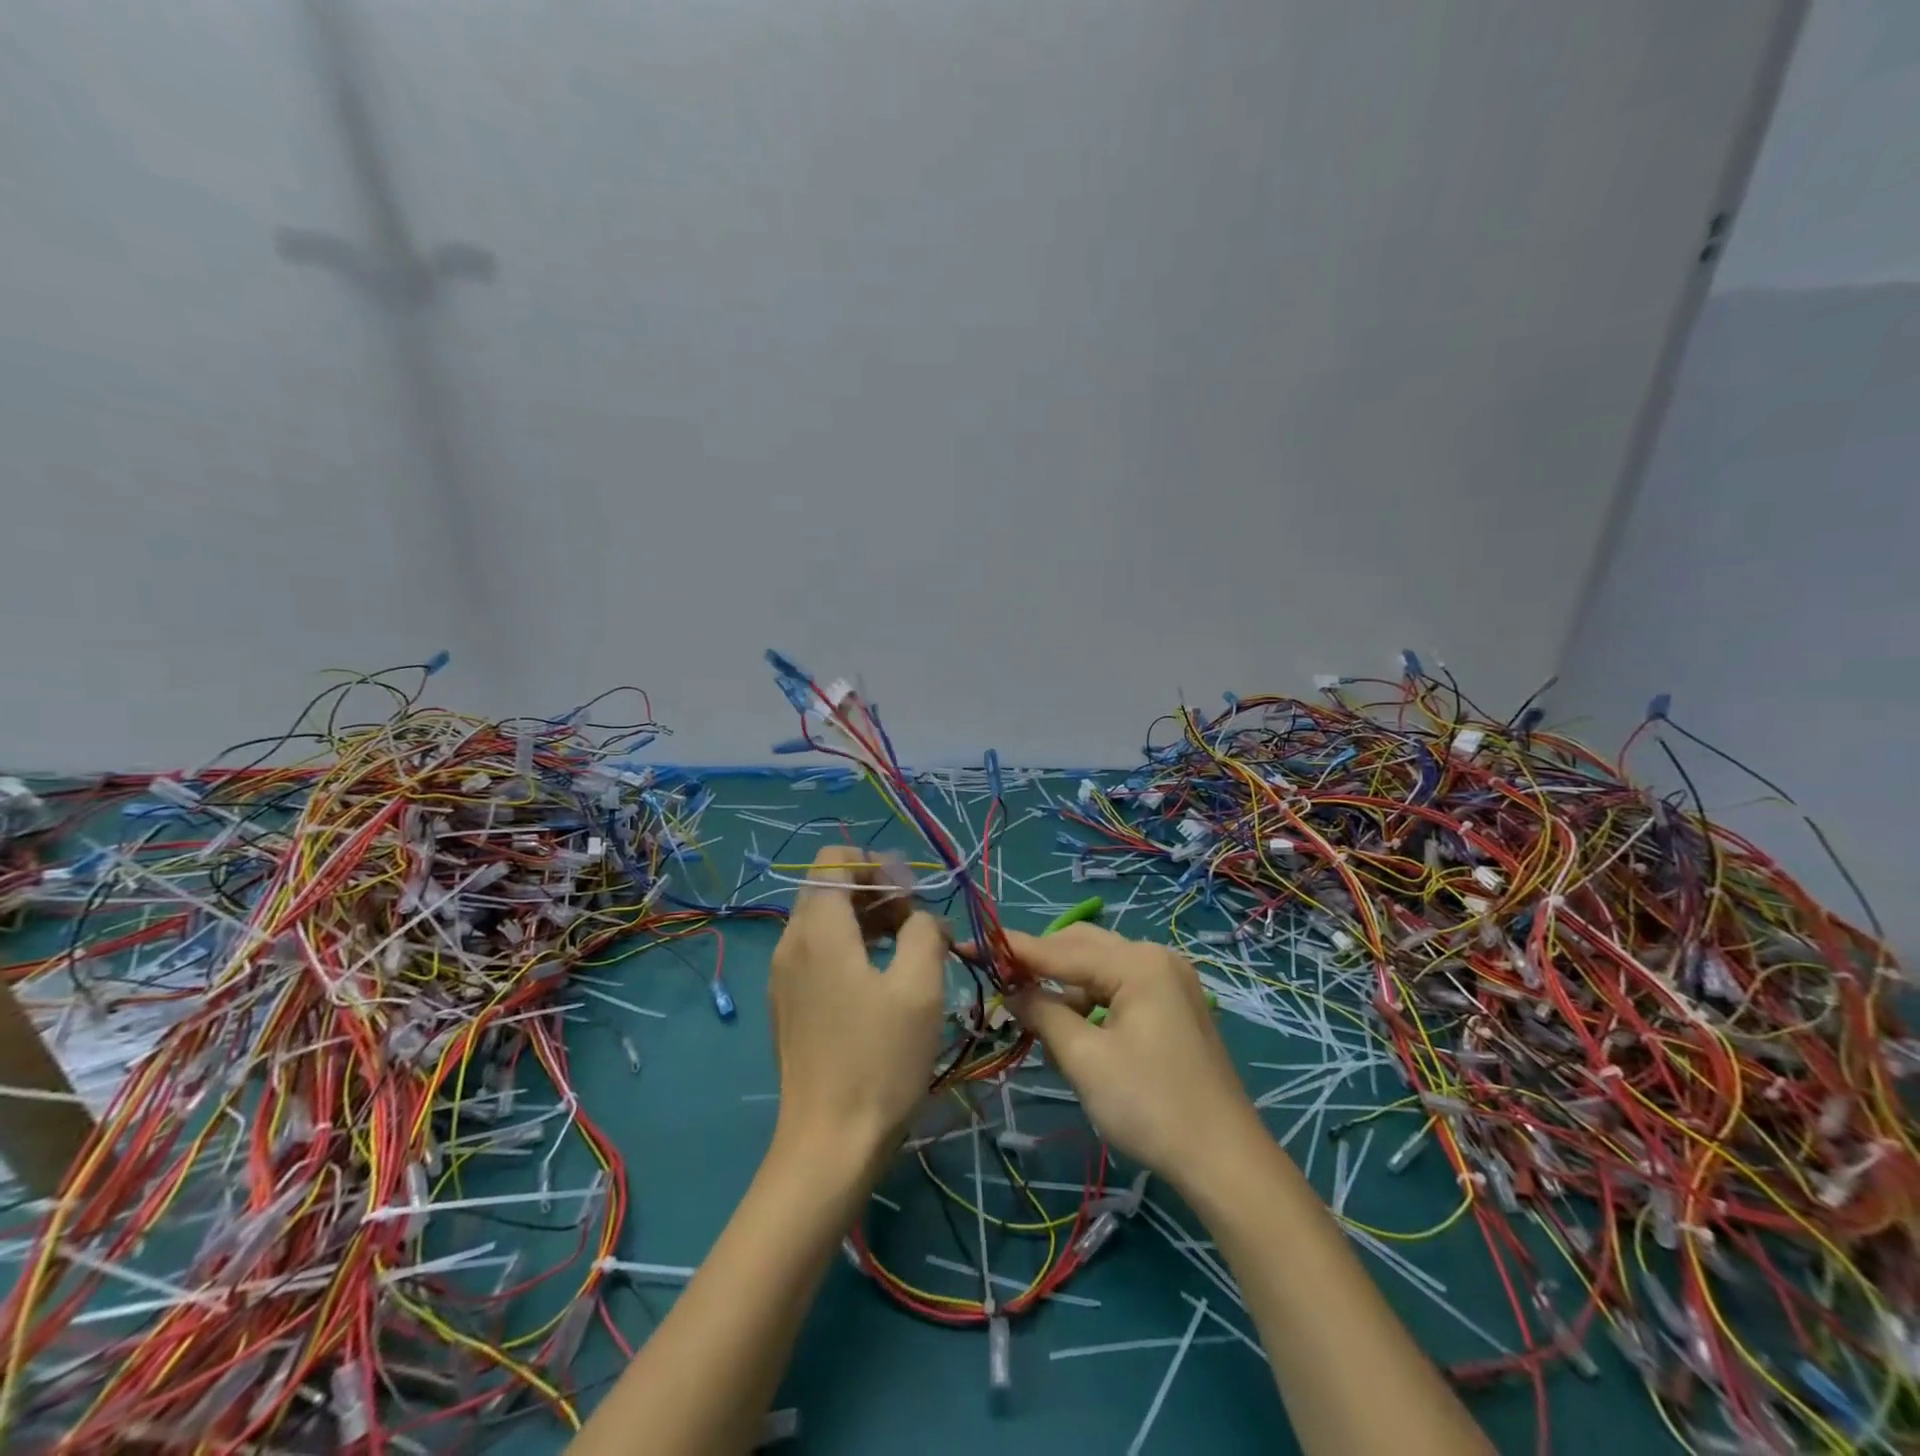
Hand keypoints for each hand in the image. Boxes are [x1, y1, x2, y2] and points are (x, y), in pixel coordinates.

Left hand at [767, 847, 947, 1167]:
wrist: (829, 1145)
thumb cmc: (879, 1060)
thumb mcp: (919, 988)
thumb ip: (924, 932)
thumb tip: (922, 920)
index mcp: (817, 929)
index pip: (834, 859)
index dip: (876, 865)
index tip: (910, 897)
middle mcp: (790, 942)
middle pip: (828, 887)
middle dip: (875, 891)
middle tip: (914, 924)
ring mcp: (784, 976)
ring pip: (823, 920)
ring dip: (865, 919)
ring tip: (907, 949)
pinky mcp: (788, 1003)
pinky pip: (817, 952)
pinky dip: (849, 947)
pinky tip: (881, 979)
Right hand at [1007, 924, 1262, 1189]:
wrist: (1226, 1162)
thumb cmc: (1151, 1106)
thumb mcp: (1085, 1060)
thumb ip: (1043, 1014)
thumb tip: (1011, 991)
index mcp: (1137, 962)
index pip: (1061, 948)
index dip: (1012, 949)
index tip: (969, 945)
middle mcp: (1156, 958)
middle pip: (1084, 947)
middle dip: (1041, 964)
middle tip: (999, 981)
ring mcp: (1171, 980)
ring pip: (1101, 968)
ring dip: (1066, 986)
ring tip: (1033, 1015)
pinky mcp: (1175, 1005)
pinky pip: (1120, 987)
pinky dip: (1092, 1001)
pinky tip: (1074, 1028)